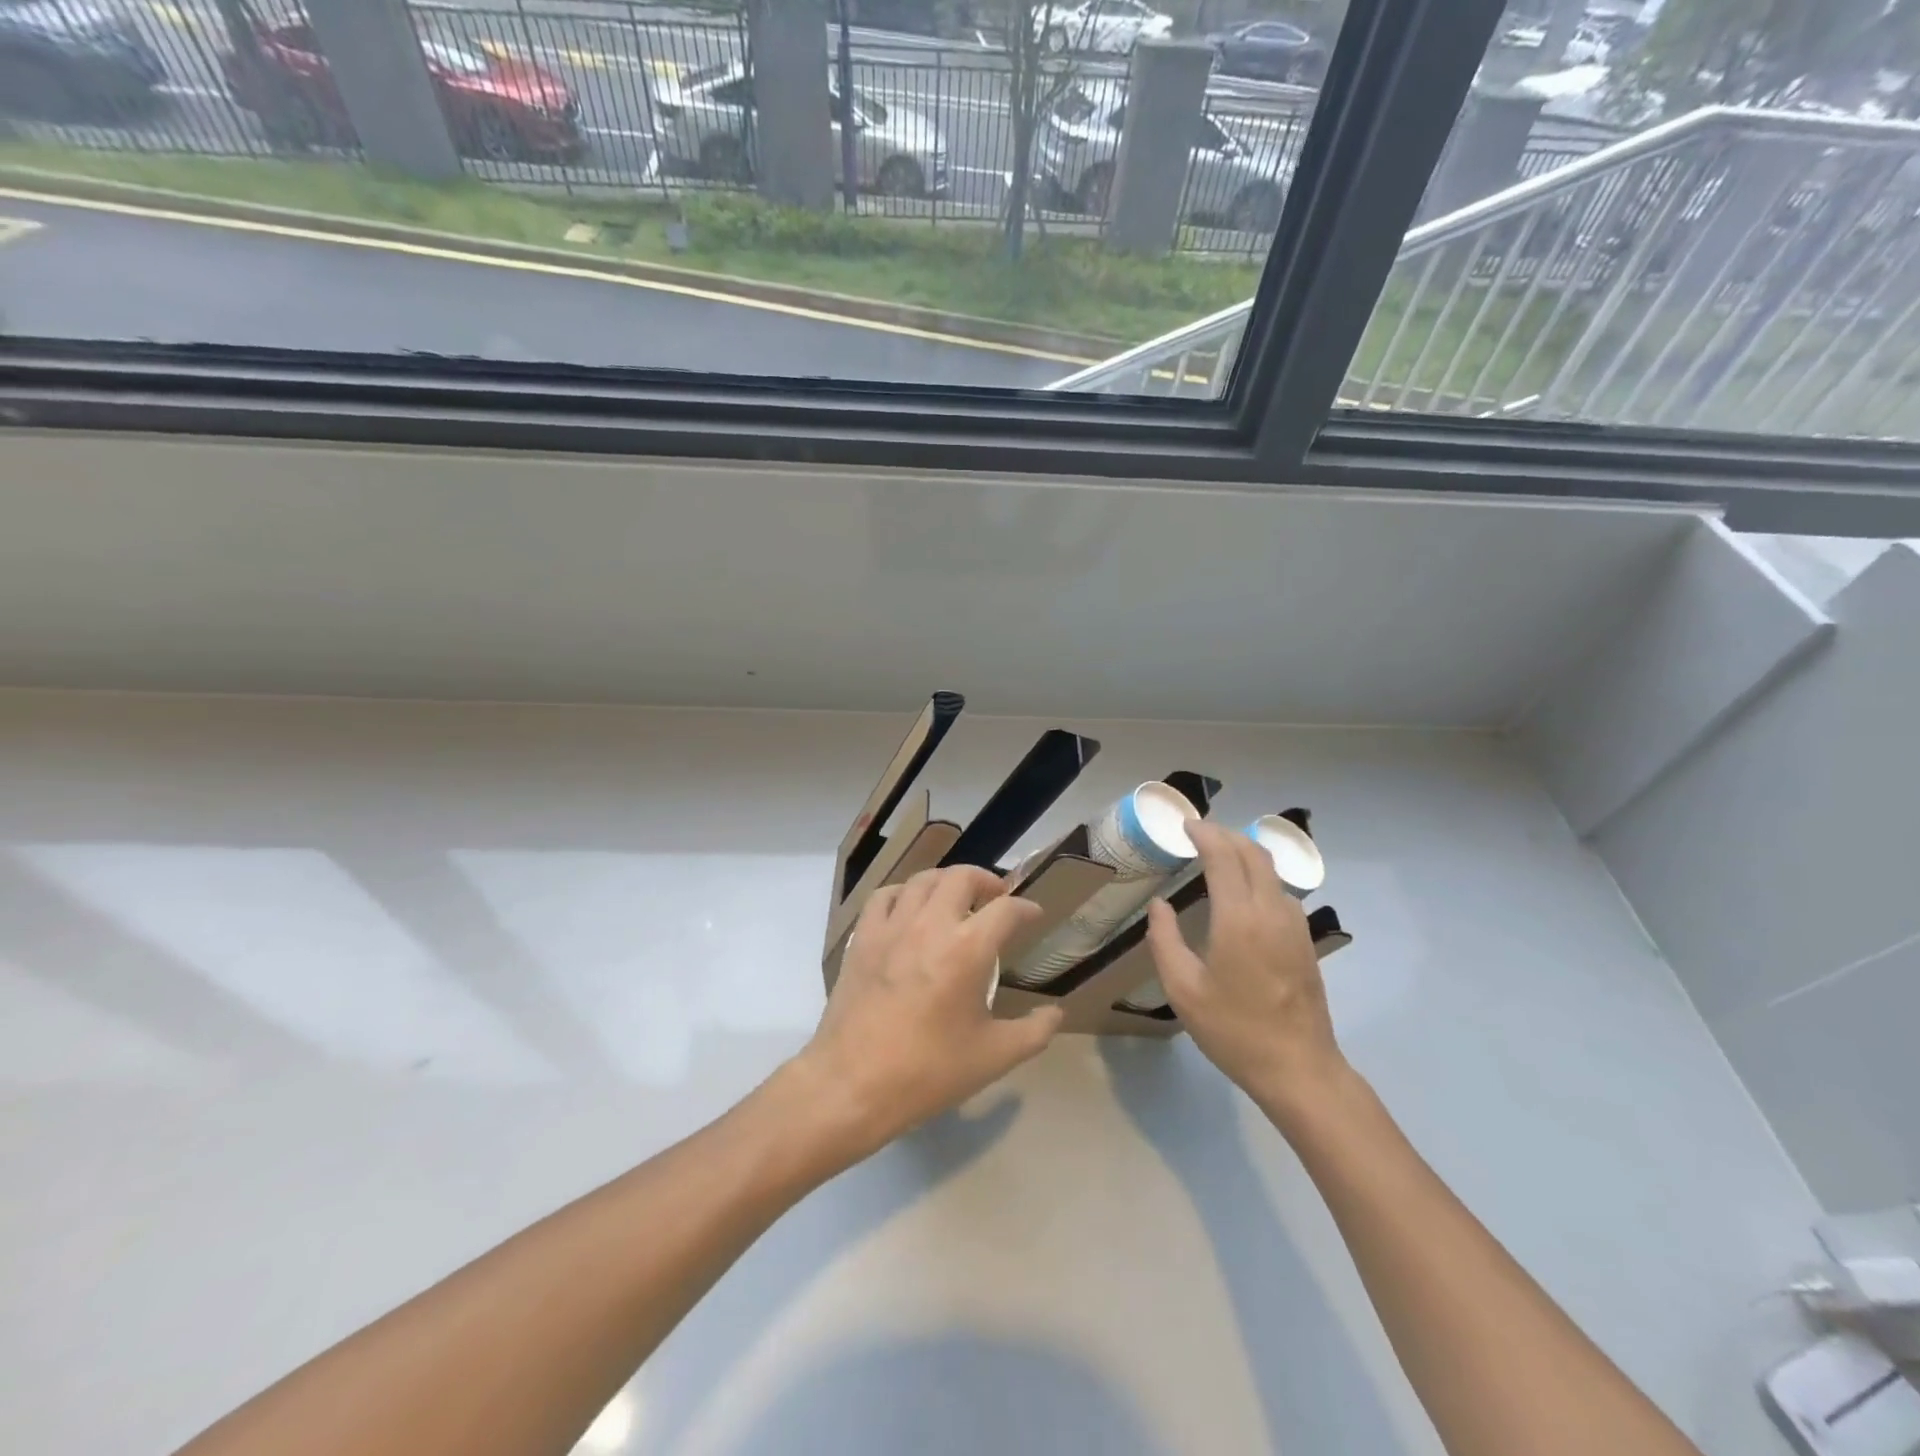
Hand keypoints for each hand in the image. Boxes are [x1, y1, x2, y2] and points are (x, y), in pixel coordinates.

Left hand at [793, 867, 1062, 1164]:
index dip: (1025, 908)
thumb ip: (1033, 1032)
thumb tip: (1055, 1013)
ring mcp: (892, 926)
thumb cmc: (928, 1071)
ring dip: (946, 883)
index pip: (1006, 909)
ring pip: (923, 880)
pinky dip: (905, 893)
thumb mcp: (994, 1058)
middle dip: (986, 881)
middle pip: (962, 877)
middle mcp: (931, 924)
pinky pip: (885, 896)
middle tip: (995, 900)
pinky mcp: (863, 937)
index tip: (1033, 915)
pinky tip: (911, 910)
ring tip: (956, 900)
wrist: (853, 1084)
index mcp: (968, 949)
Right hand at [1144, 820, 1350, 1124]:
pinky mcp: (1305, 941)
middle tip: (1199, 833)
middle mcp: (1271, 911)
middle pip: (1254, 853)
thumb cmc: (1233, 1030)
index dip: (1204, 834)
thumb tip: (1160, 905)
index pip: (1224, 857)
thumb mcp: (1183, 989)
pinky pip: (1280, 891)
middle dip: (1226, 835)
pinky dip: (1259, 875)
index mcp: (1239, 919)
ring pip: (1272, 870)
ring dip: (1245, 853)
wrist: (1299, 1069)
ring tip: (1218, 857)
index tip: (1185, 825)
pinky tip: (1243, 892)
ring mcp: (1294, 925)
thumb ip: (1165, 940)